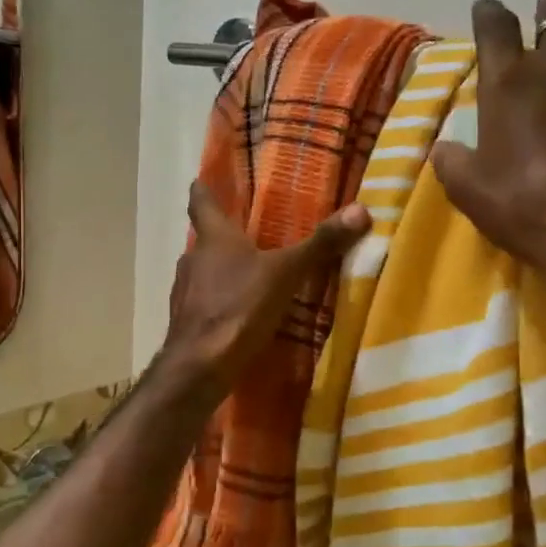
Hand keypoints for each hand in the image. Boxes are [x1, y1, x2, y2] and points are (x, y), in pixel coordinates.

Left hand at [162, 183, 369, 398]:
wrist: (199, 365)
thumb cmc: (239, 307)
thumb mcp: (285, 273)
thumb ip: (320, 244)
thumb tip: (361, 209)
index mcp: (213, 238)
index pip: (201, 202)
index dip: (203, 191)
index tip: (202, 181)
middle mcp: (192, 259)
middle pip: (205, 240)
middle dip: (222, 237)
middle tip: (245, 234)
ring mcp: (184, 292)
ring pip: (202, 272)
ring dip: (220, 271)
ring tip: (246, 274)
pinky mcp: (186, 322)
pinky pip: (204, 302)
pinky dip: (219, 301)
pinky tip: (238, 312)